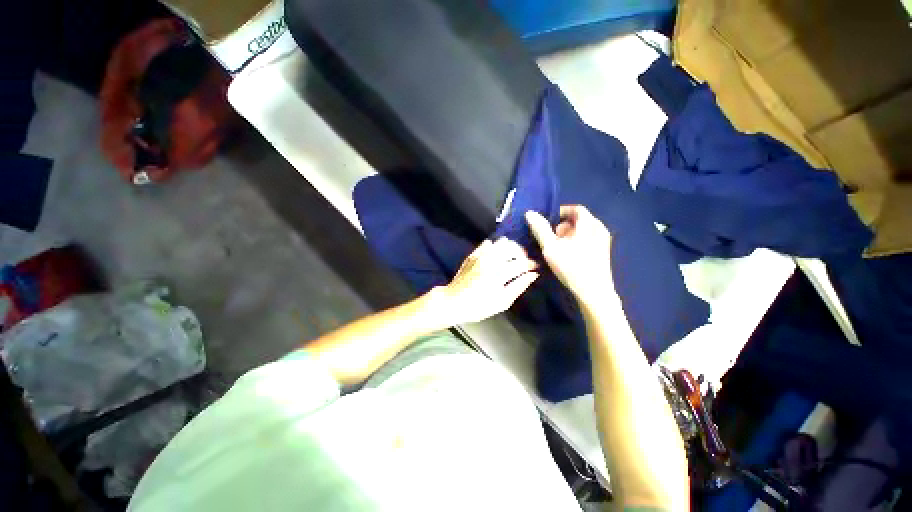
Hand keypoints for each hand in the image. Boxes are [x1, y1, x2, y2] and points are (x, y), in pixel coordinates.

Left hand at [428, 238, 538, 326]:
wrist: (453, 301)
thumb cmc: (479, 306)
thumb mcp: (502, 302)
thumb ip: (519, 286)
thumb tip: (533, 275)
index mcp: (499, 273)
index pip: (522, 262)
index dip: (531, 264)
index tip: (535, 267)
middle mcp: (491, 260)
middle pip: (513, 247)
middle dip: (522, 253)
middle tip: (524, 262)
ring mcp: (480, 255)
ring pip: (501, 242)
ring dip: (510, 248)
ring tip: (512, 257)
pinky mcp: (473, 254)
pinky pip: (488, 243)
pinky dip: (496, 246)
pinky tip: (497, 254)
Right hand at [526, 206, 616, 306]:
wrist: (593, 292)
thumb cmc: (571, 266)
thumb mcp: (550, 247)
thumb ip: (540, 229)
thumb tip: (530, 213)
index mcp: (589, 224)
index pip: (576, 209)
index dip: (560, 212)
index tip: (548, 222)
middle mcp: (600, 229)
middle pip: (579, 220)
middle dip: (563, 225)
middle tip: (551, 237)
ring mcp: (604, 242)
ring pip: (583, 231)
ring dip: (568, 235)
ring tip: (558, 248)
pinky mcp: (603, 253)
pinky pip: (587, 240)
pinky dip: (576, 242)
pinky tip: (568, 255)